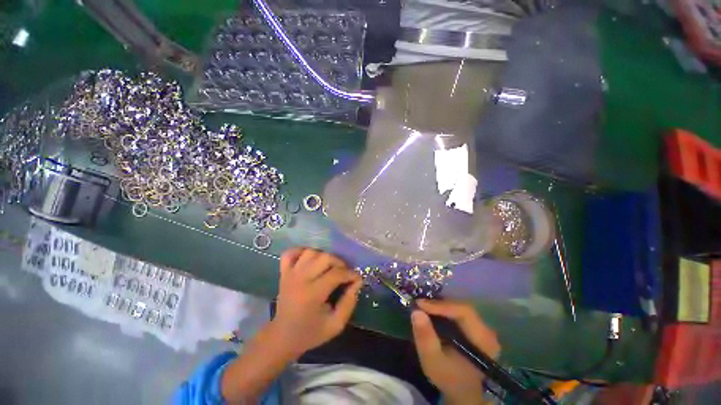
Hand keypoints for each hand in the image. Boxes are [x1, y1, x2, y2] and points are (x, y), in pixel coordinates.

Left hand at [269, 248, 362, 358]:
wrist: (282, 337)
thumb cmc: (310, 333)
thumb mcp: (335, 325)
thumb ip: (349, 303)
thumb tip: (357, 282)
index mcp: (312, 294)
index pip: (336, 274)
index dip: (351, 274)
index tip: (357, 279)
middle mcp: (300, 279)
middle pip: (325, 257)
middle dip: (339, 263)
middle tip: (344, 273)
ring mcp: (290, 273)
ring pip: (311, 252)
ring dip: (324, 256)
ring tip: (329, 267)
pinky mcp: (283, 272)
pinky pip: (290, 253)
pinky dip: (301, 251)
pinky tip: (310, 260)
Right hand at [411, 299, 500, 404]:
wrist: (463, 392)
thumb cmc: (448, 378)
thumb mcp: (433, 361)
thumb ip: (425, 337)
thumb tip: (416, 311)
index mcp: (482, 340)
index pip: (463, 312)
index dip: (441, 305)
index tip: (420, 304)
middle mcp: (486, 331)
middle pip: (462, 308)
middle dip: (439, 304)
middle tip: (420, 305)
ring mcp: (482, 329)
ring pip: (460, 308)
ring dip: (441, 306)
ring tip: (424, 308)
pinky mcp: (476, 329)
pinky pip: (460, 313)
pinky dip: (445, 311)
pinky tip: (433, 313)